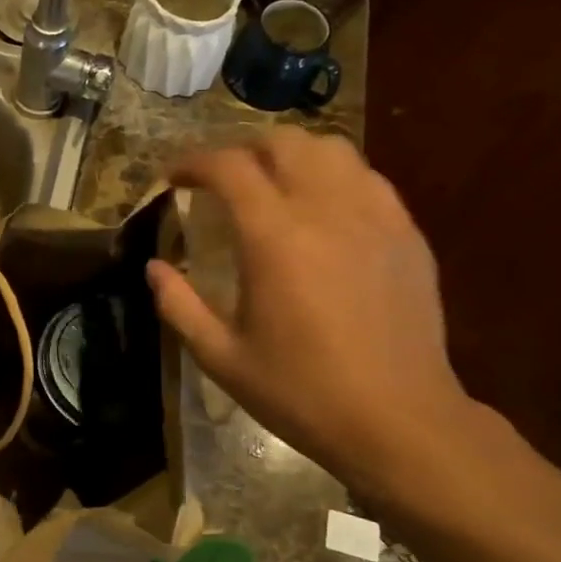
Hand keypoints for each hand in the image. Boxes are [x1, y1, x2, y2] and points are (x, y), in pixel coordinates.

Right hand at [146, 129, 475, 498]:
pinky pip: (366, 179)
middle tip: (219, 180)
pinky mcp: (407, 233)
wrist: (397, 419)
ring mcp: (375, 216)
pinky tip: (321, 211)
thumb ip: (178, 306)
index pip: (229, 167)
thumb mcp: (221, 357)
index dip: (193, 162)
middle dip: (241, 150)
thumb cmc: (300, 392)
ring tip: (271, 185)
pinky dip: (332, 177)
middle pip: (283, 142)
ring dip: (290, 156)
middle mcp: (327, 210)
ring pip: (332, 149)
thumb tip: (154, 268)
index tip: (173, 177)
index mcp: (275, 238)